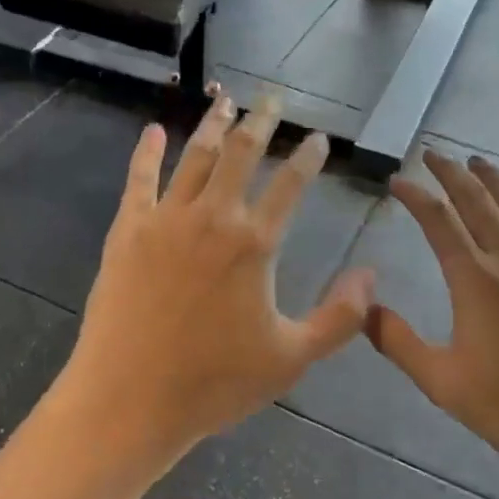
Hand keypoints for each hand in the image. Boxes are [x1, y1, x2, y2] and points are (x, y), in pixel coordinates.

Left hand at [59, 92, 374, 470]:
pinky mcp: (127, 232)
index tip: (318, 138)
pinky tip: (152, 131)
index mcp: (255, 244)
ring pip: (194, 157)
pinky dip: (147, 151)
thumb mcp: (292, 358)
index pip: (290, 185)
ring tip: (225, 99)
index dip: (308, 157)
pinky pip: (139, 179)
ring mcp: (165, 220)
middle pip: (241, 155)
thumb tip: (372, 276)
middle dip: (261, 122)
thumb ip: (340, 317)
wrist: (130, 400)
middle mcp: (212, 218)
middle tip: (272, 99)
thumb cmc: (215, 383)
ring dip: (213, 125)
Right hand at [366, 152, 498, 493]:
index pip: (439, 221)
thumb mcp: (441, 381)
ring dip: (494, 180)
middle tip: (434, 154)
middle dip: (452, 173)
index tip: (398, 181)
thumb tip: (364, 309)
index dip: (415, 195)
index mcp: (475, 281)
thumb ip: (397, 341)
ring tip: (476, 163)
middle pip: (478, 200)